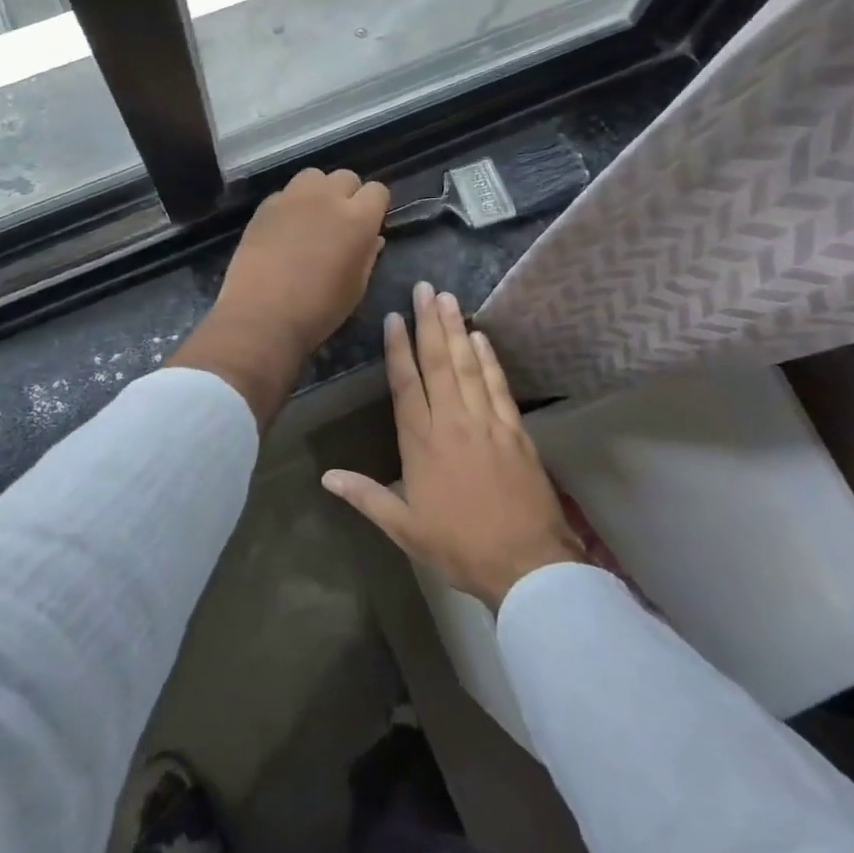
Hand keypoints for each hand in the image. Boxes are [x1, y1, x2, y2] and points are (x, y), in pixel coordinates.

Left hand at [170, 168, 388, 427]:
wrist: (262, 316)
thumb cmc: (318, 310)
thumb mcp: (355, 288)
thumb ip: (367, 256)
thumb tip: (373, 238)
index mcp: (358, 219)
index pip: (378, 191)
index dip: (376, 205)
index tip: (370, 223)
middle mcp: (328, 198)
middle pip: (346, 177)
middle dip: (348, 194)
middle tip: (341, 221)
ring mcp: (293, 198)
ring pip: (314, 176)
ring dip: (319, 191)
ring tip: (313, 217)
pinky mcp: (265, 206)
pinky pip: (286, 193)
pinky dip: (291, 204)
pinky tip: (285, 229)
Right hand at [322, 282, 583, 610]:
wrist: (526, 564)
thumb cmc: (460, 546)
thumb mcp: (405, 528)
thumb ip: (366, 497)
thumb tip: (326, 476)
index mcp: (422, 444)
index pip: (406, 385)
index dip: (399, 349)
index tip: (395, 317)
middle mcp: (453, 423)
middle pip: (439, 363)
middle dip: (429, 323)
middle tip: (426, 288)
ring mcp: (487, 422)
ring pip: (468, 366)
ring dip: (457, 330)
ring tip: (449, 298)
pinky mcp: (515, 429)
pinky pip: (498, 385)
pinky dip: (489, 359)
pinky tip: (481, 337)